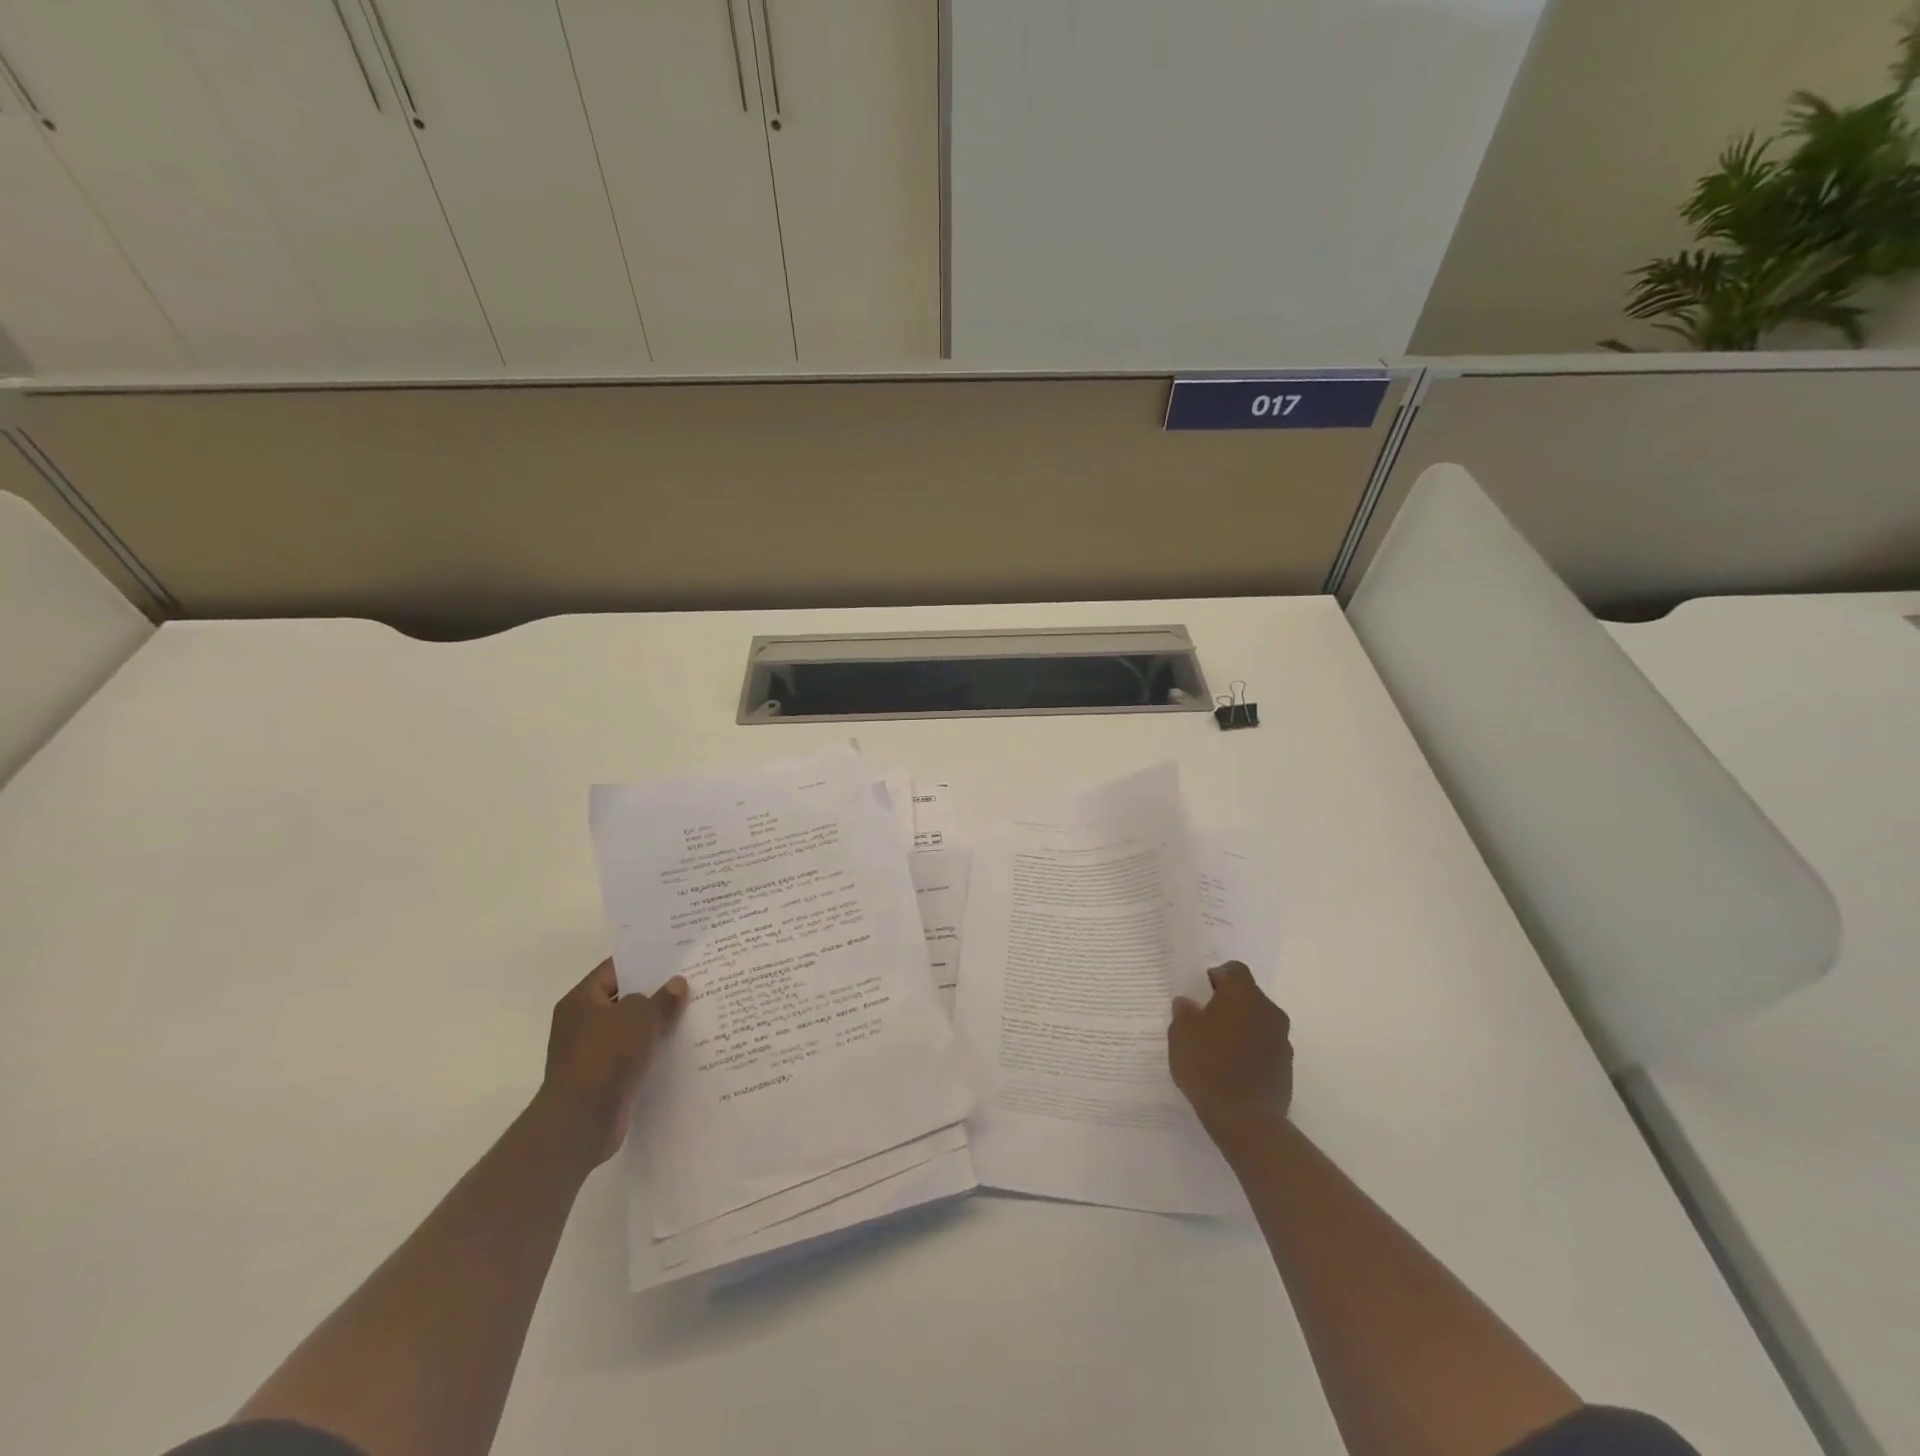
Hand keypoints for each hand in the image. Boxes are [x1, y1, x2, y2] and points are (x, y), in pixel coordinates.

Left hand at [537, 959, 687, 1164]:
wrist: (581, 1121)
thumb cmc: (606, 1056)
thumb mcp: (641, 1017)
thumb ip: (662, 998)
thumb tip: (676, 984)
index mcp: (581, 1001)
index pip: (614, 970)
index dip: (643, 962)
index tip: (673, 958)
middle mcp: (581, 1024)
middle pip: (623, 1000)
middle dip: (654, 994)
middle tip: (689, 982)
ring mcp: (590, 1053)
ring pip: (629, 1030)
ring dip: (654, 1025)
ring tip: (691, 1013)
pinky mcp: (602, 1079)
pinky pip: (631, 1056)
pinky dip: (650, 1052)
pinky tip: (677, 1047)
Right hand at [1169, 961, 1293, 1132]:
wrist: (1244, 1118)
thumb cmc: (1207, 1064)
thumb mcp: (1181, 1034)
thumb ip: (1184, 1012)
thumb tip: (1188, 1003)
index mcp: (1243, 994)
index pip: (1234, 969)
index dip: (1216, 977)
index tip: (1200, 994)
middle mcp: (1269, 1011)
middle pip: (1248, 996)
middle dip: (1228, 1004)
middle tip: (1204, 1021)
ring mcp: (1282, 1041)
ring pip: (1258, 1022)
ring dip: (1241, 1028)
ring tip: (1217, 1049)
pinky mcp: (1287, 1068)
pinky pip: (1266, 1048)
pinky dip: (1251, 1052)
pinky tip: (1232, 1071)